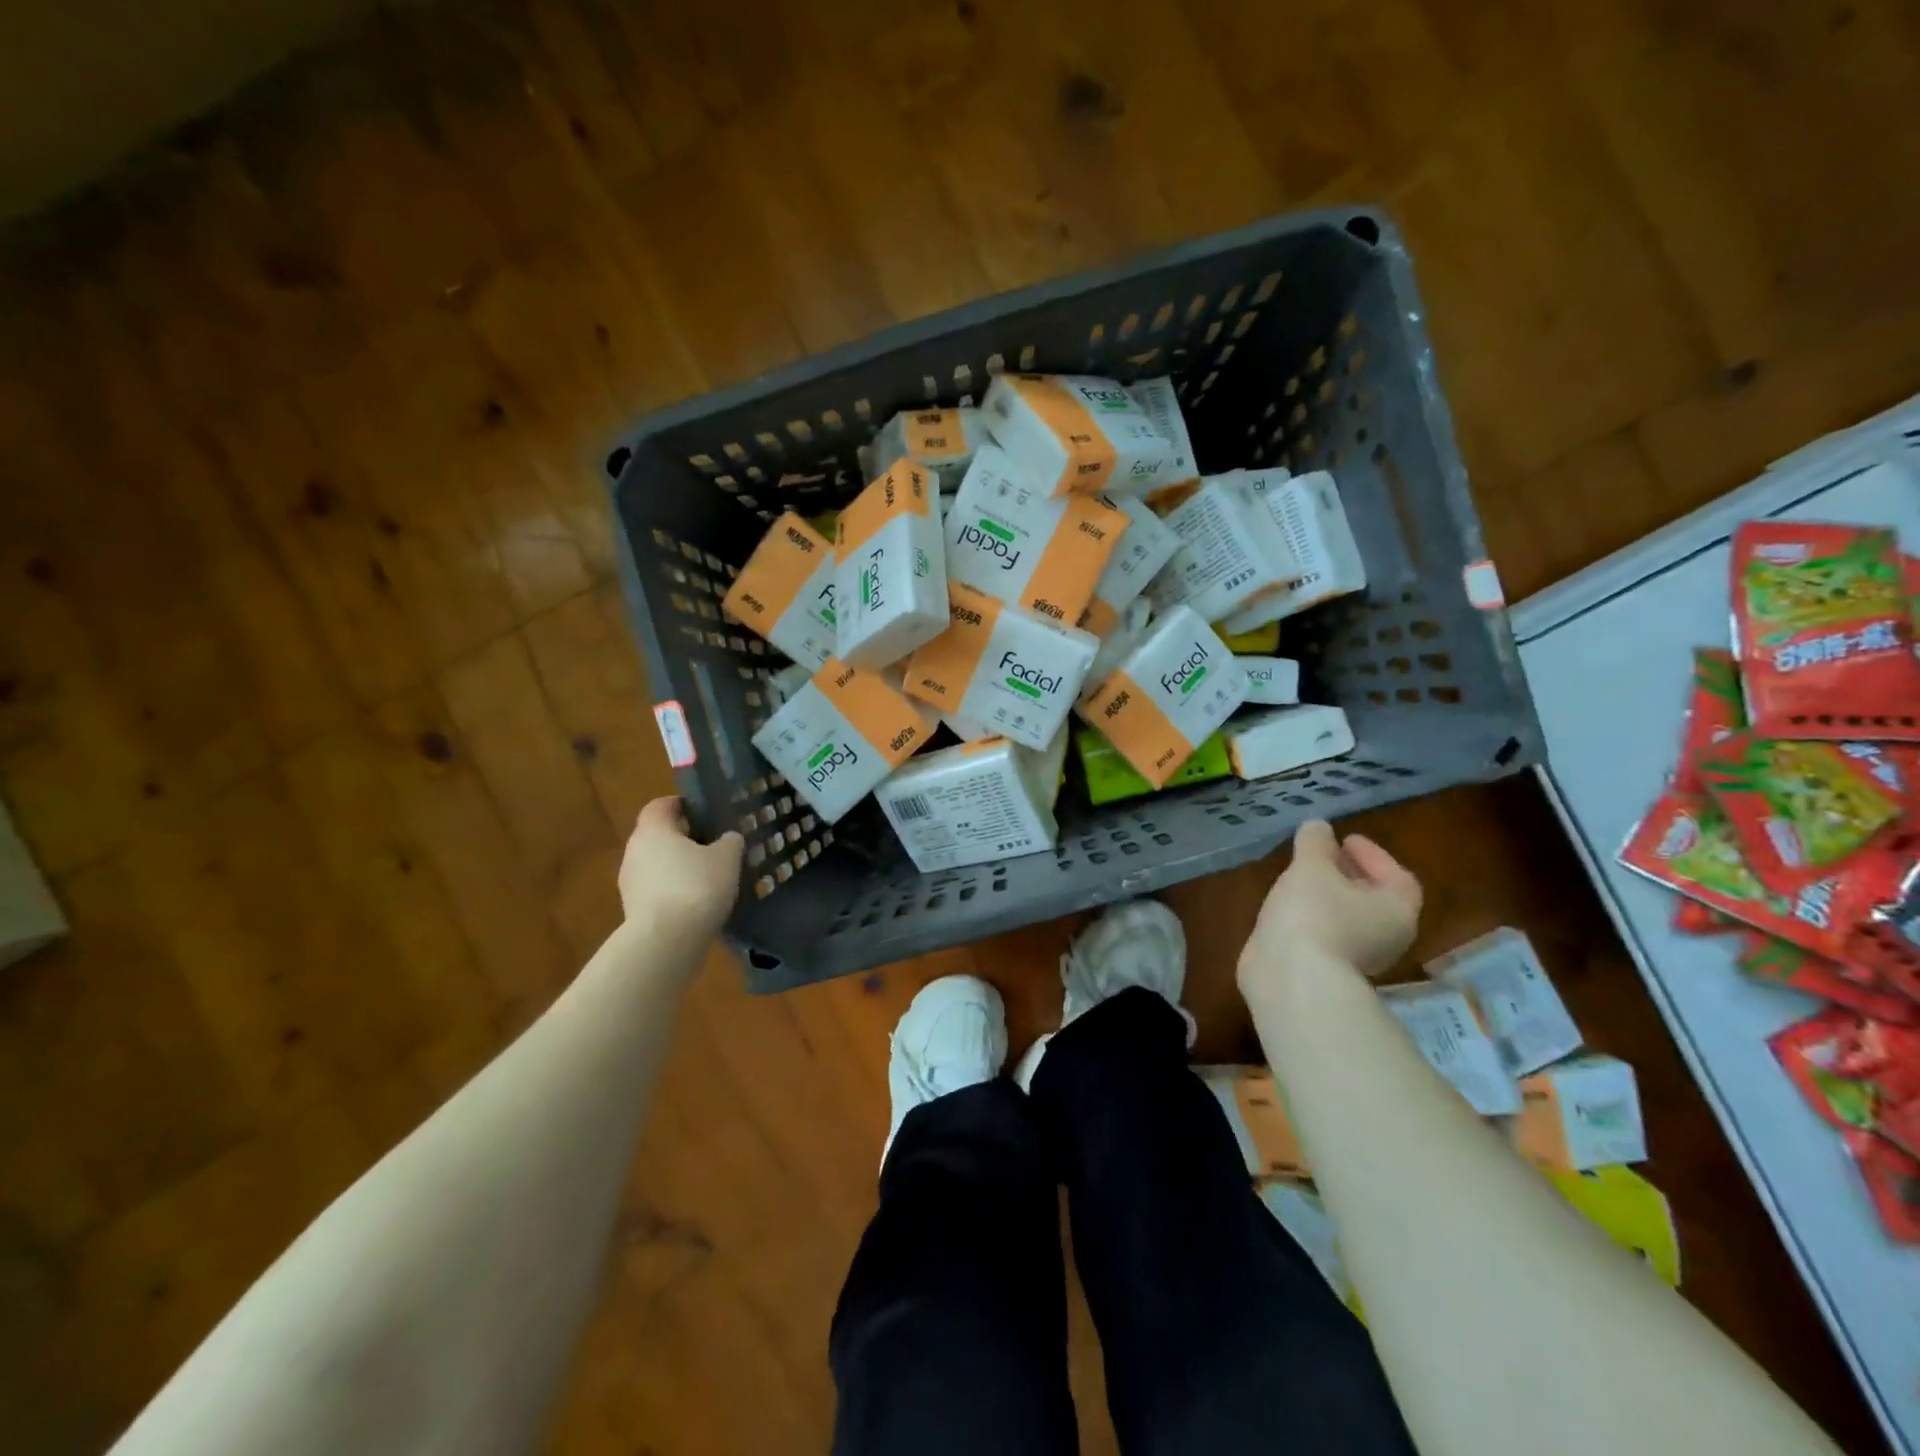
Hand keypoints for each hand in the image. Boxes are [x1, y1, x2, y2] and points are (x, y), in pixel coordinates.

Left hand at [618, 797, 744, 941]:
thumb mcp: (726, 858)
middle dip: (683, 839)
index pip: (660, 805)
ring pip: (657, 865)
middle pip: (658, 836)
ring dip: (678, 867)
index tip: (702, 813)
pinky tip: (697, 903)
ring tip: (709, 878)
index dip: (680, 805)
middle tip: (712, 845)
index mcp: (653, 830)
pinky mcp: (633, 910)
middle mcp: (634, 851)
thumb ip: (729, 841)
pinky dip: (674, 891)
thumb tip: (728, 838)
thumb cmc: (697, 886)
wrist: (666, 941)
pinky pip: (657, 890)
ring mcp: (630, 883)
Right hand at [1239, 820, 1421, 992]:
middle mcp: (1386, 938)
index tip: (1345, 839)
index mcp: (1396, 911)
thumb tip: (1318, 827)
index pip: (1399, 877)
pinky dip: (1311, 917)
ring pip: (1347, 918)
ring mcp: (1356, 959)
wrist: (1292, 979)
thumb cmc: (1314, 915)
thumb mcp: (1312, 867)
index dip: (1374, 855)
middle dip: (1348, 874)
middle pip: (1374, 899)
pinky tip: (1287, 907)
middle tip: (1321, 855)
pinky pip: (1325, 934)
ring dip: (1328, 896)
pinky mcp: (1326, 971)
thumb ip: (1315, 842)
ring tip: (1299, 878)